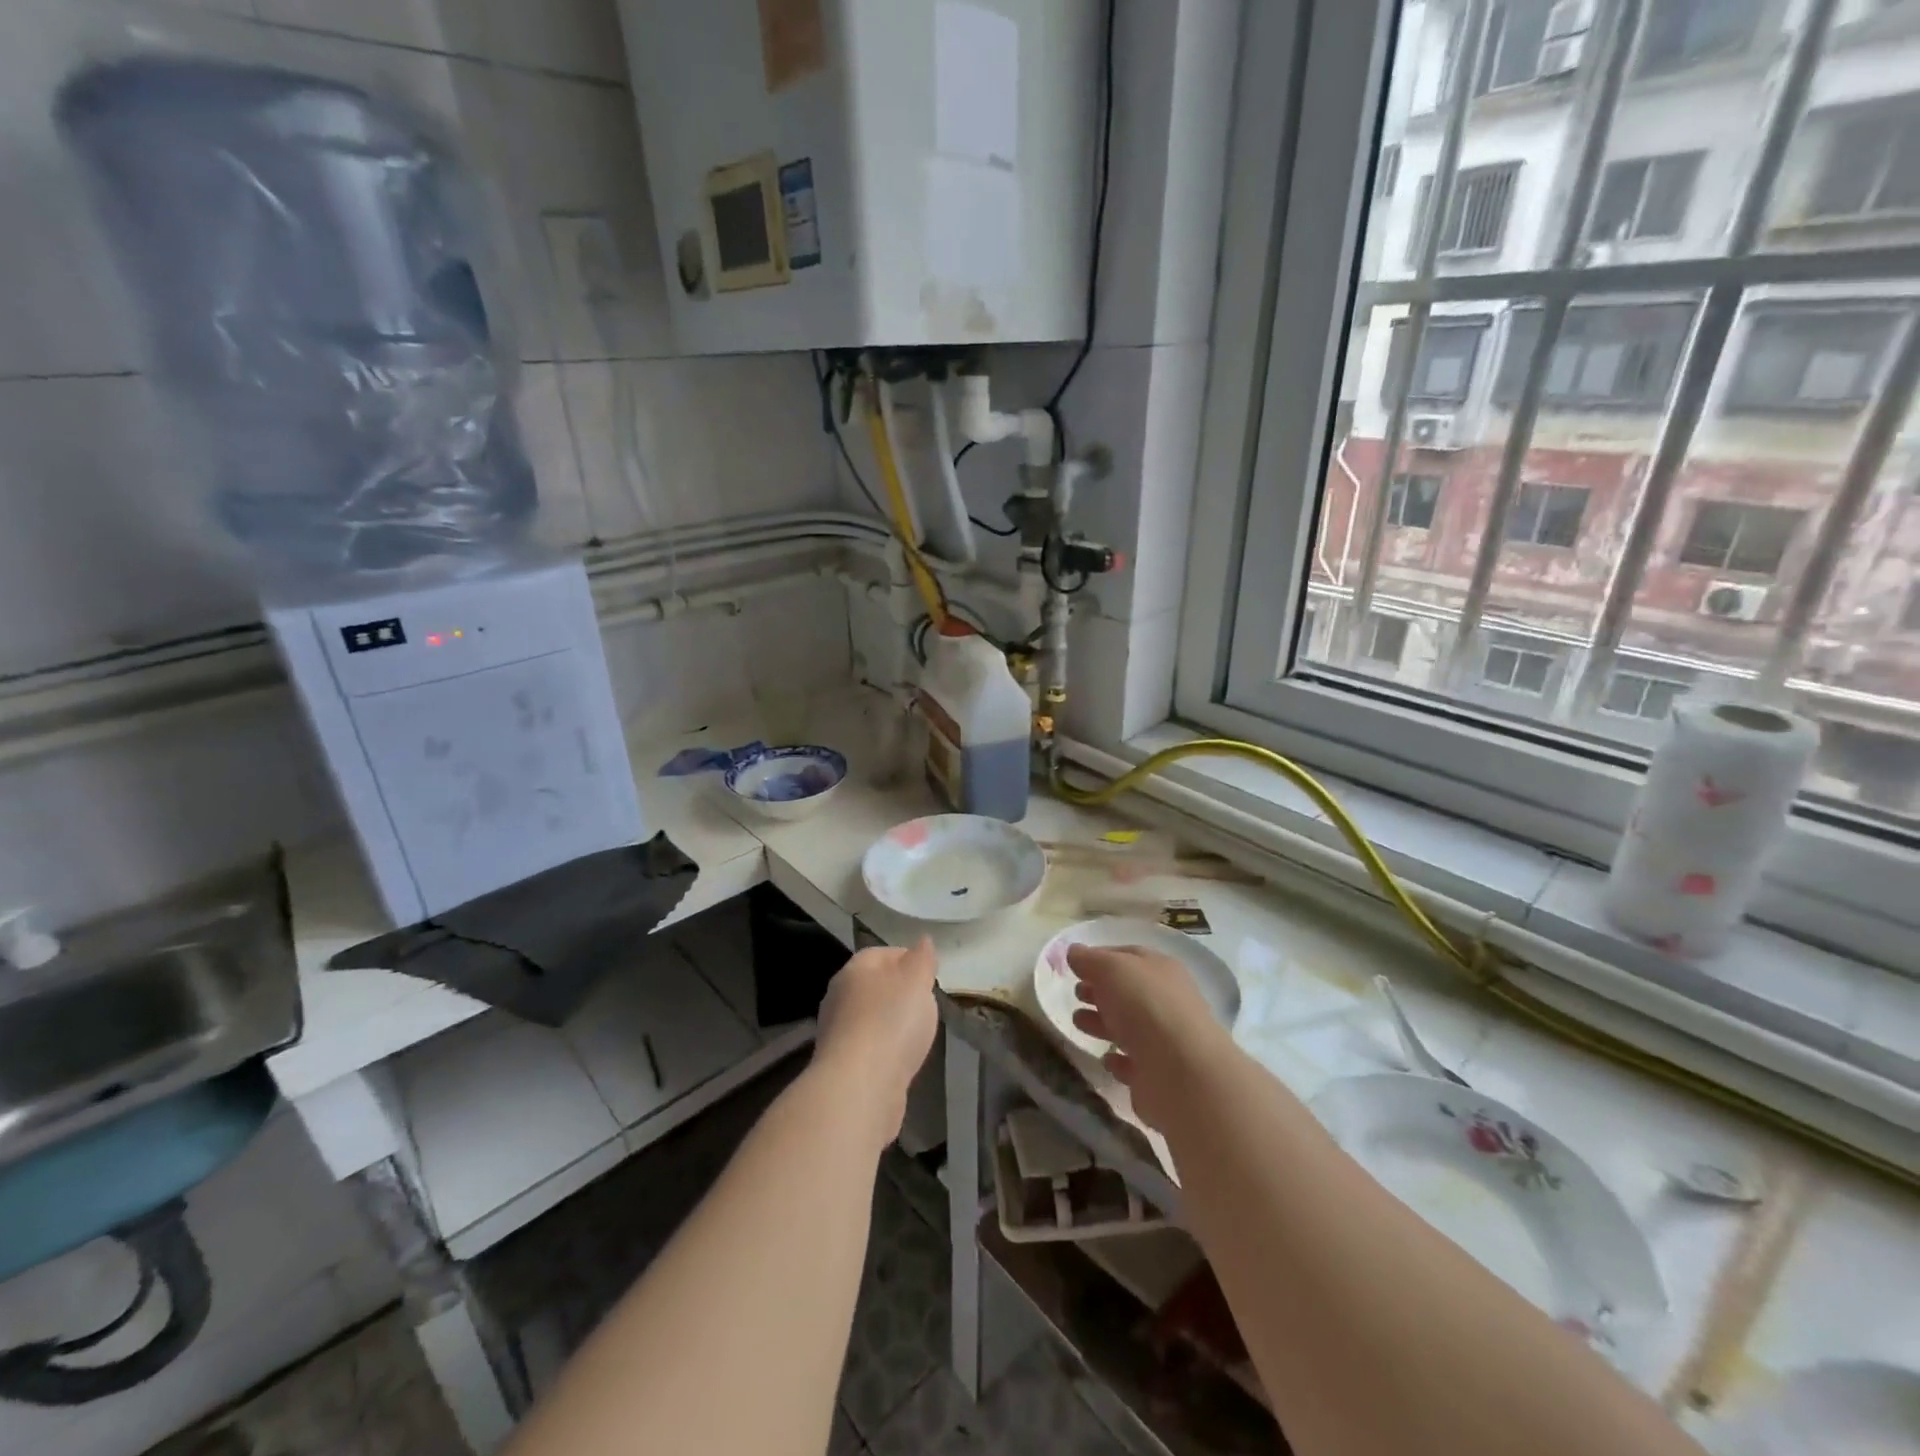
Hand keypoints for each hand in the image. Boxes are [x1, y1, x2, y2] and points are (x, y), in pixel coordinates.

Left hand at [815, 938, 939, 1148]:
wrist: (860, 1087)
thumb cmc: (891, 1023)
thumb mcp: (917, 980)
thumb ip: (922, 959)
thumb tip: (923, 941)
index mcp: (854, 969)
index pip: (882, 953)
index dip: (908, 959)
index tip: (930, 975)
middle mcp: (839, 996)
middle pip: (874, 985)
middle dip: (899, 992)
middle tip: (926, 1003)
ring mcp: (837, 1032)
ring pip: (870, 1017)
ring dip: (891, 1023)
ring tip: (917, 1032)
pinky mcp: (842, 1065)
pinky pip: (869, 1047)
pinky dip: (885, 1049)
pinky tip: (901, 1058)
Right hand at [1069, 943, 1225, 1130]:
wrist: (1181, 1072)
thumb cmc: (1145, 1006)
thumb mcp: (1111, 969)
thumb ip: (1090, 960)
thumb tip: (1074, 952)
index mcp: (1160, 970)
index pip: (1128, 956)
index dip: (1100, 957)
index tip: (1074, 965)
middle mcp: (1166, 1001)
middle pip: (1127, 992)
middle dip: (1099, 991)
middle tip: (1075, 994)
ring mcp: (1164, 1040)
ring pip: (1128, 1027)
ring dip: (1102, 1023)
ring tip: (1078, 1022)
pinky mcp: (1158, 1075)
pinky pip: (1134, 1063)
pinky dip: (1118, 1059)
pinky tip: (1106, 1058)